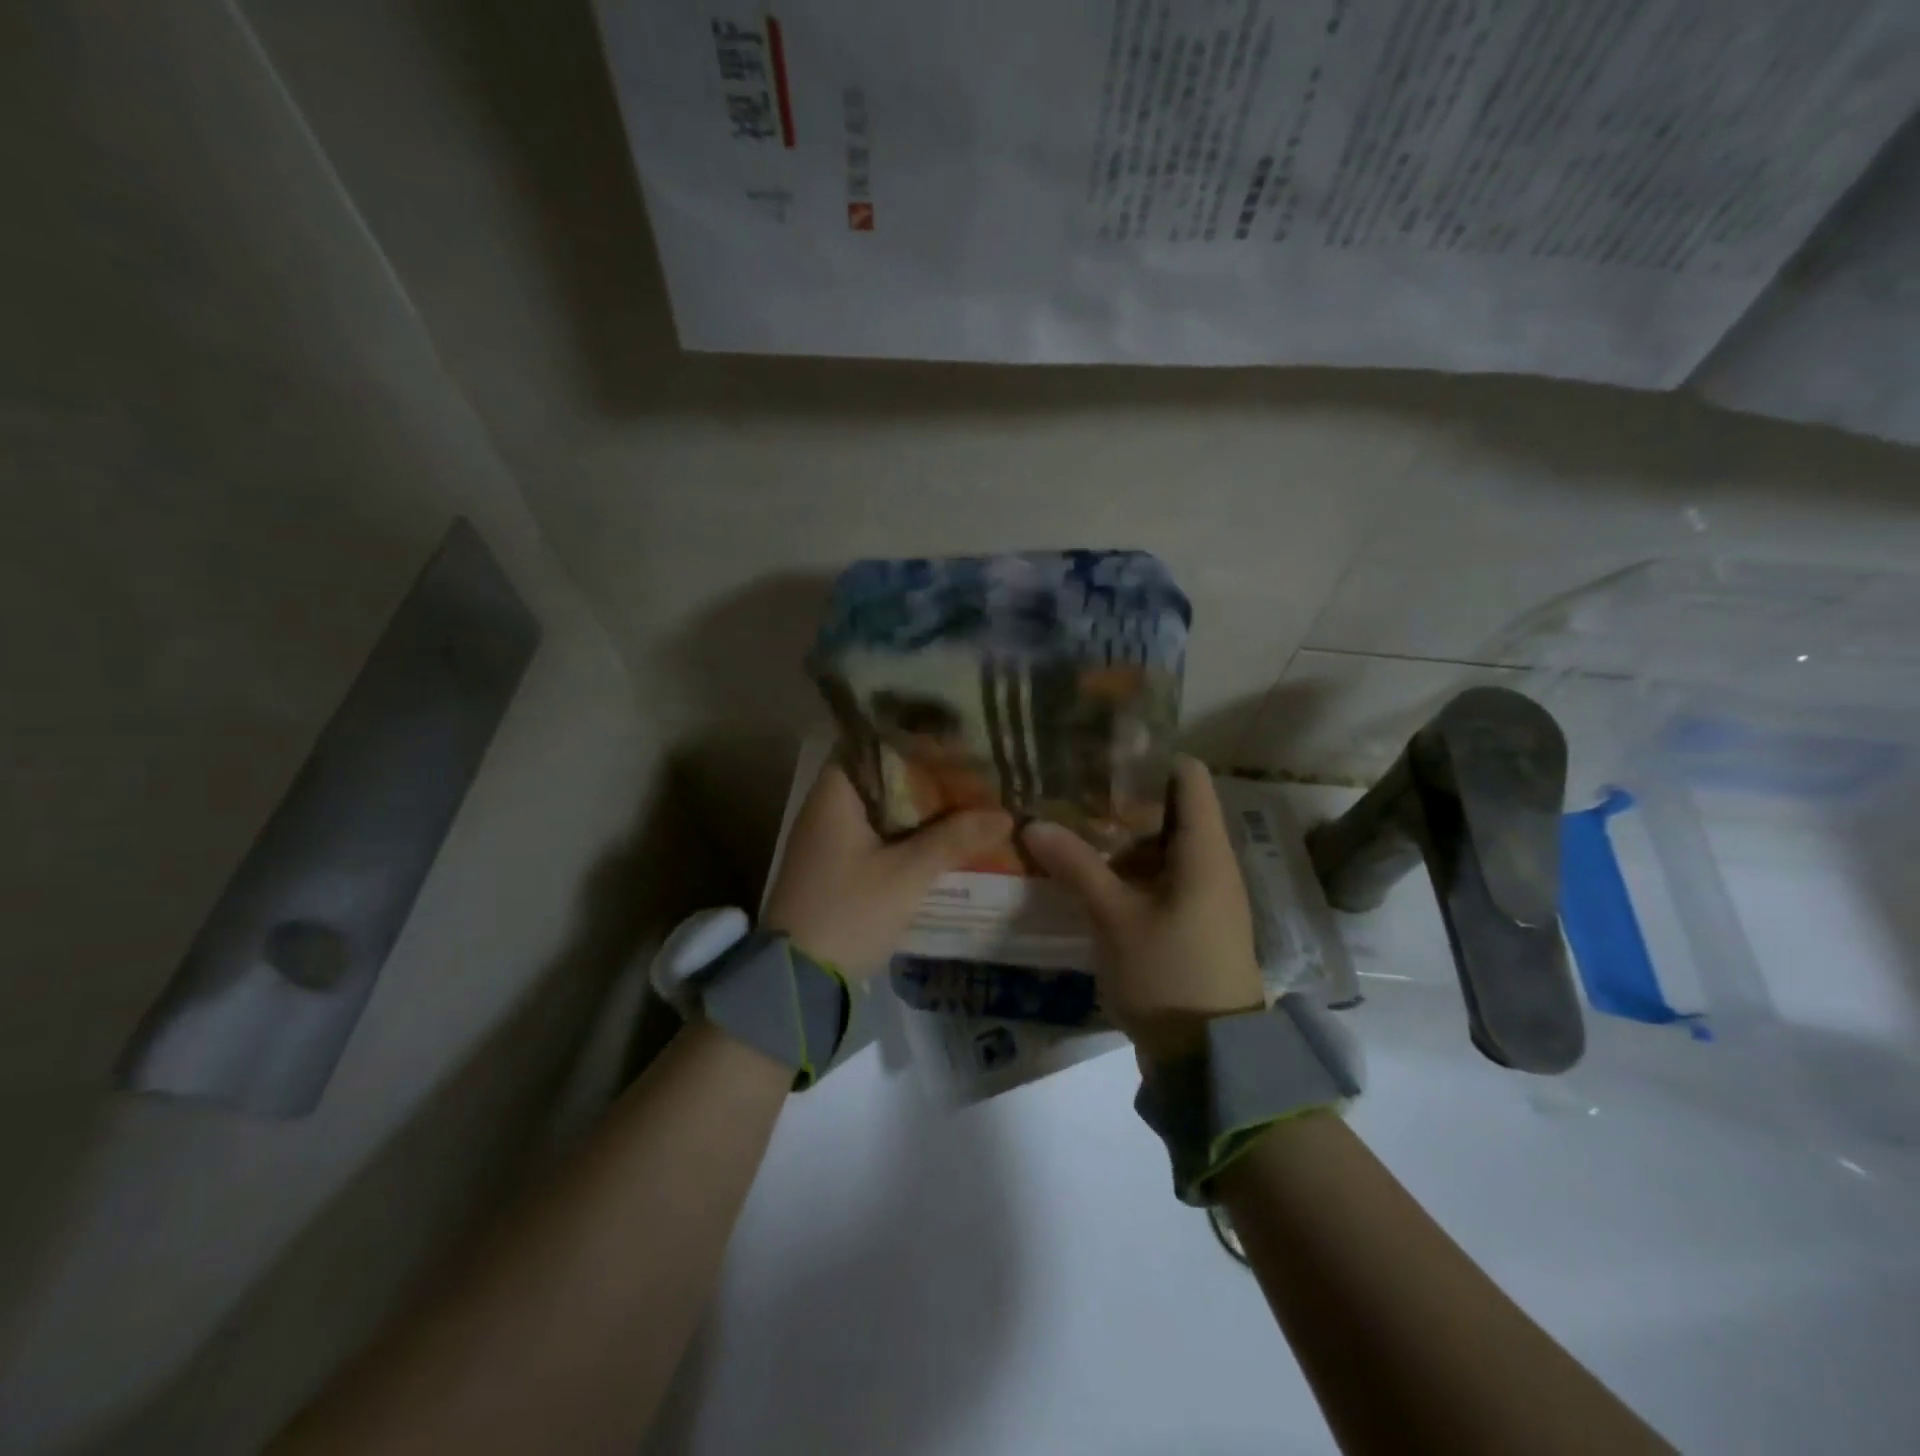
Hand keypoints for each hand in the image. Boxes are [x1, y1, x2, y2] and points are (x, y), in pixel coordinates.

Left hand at [763, 758, 1012, 976]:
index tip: (953, 737)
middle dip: (926, 774)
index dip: (912, 737)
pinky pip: (879, 834)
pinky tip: (943, 836)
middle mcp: (827, 807)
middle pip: (881, 775)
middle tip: (972, 768)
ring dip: (920, 806)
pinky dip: (908, 831)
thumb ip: (954, 839)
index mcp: (833, 794)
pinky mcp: (837, 866)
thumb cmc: (848, 913)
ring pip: (883, 807)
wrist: (798, 981)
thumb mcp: (906, 875)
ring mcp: (830, 838)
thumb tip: (1005, 814)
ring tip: (968, 797)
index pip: (872, 743)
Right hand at [1022, 756, 1264, 1063]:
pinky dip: (1127, 866)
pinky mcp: (1191, 919)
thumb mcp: (1115, 918)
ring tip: (1070, 821)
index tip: (1100, 753)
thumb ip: (1076, 866)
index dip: (1149, 757)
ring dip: (1121, 834)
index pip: (1188, 776)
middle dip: (1122, 796)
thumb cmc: (1169, 973)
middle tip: (1070, 787)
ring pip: (1162, 843)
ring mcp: (1203, 893)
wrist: (1209, 1058)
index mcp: (1205, 850)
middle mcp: (1211, 862)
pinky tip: (1087, 869)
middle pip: (1172, 806)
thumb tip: (1033, 822)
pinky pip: (1160, 874)